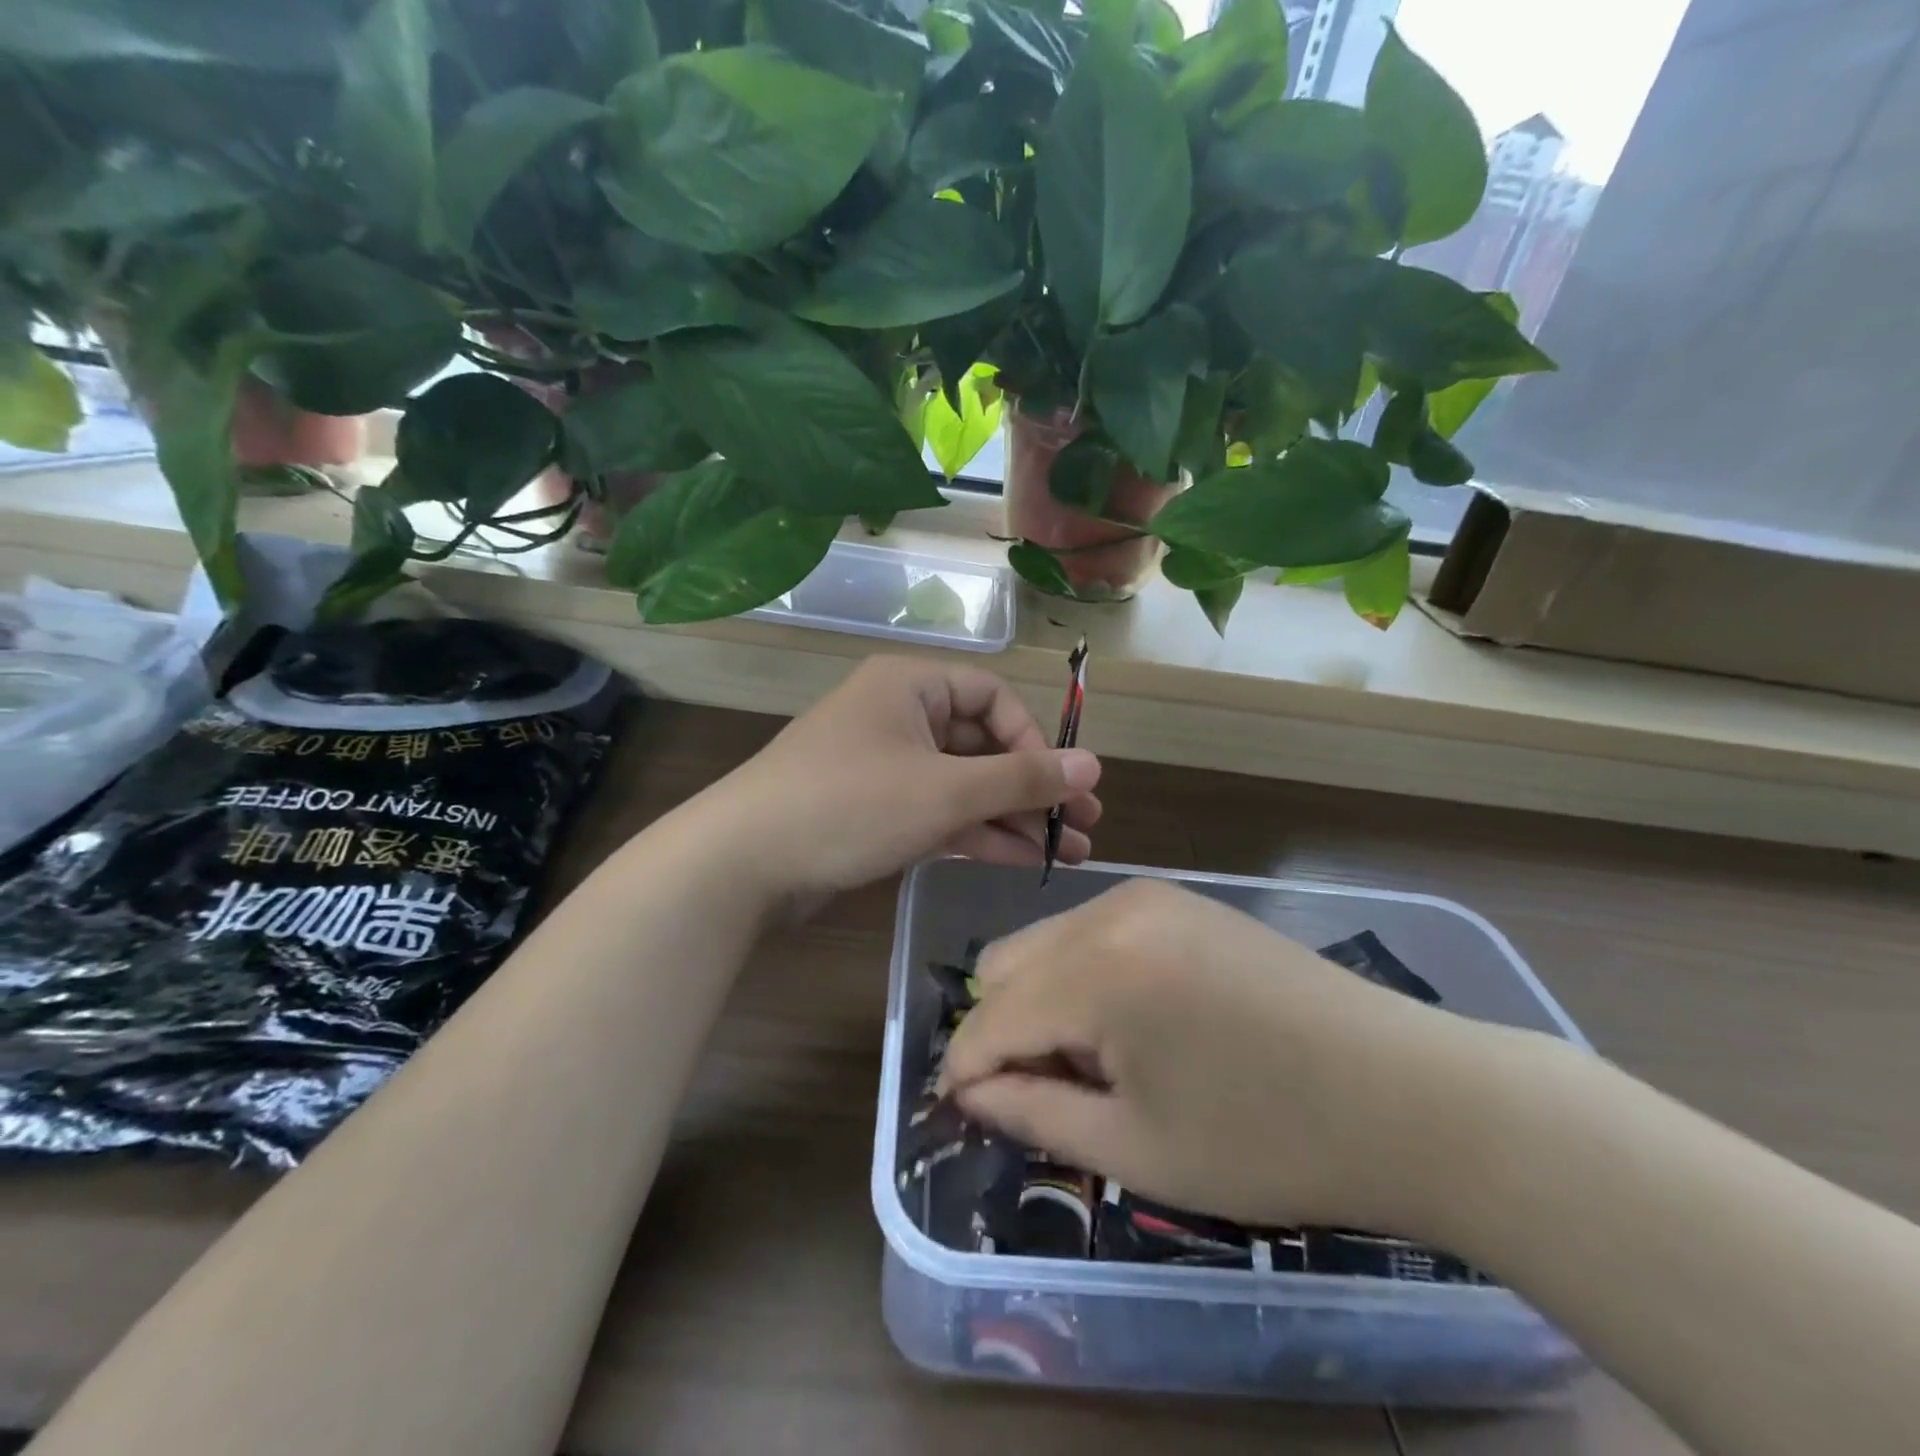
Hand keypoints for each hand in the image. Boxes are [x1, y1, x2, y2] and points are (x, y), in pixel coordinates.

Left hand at [705, 655, 1101, 904]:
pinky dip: (975, 833)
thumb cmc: (850, 804)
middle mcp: (898, 716)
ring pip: (962, 784)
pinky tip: (1019, 860)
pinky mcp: (873, 809)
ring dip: (1011, 817)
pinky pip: (937, 811)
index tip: (1061, 786)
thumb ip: (1021, 779)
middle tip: (1082, 828)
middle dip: (1032, 788)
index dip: (1033, 740)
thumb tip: (1095, 766)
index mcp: (910, 685)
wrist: (743, 863)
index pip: (993, 697)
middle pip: (981, 745)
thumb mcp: (945, 790)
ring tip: (1064, 855)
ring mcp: (884, 765)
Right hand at [937, 878, 1502, 1238]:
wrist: (1404, 1091)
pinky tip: (1133, 1025)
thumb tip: (971, 1094)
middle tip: (1045, 1094)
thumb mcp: (1137, 1148)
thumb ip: (1034, 1114)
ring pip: (1046, 942)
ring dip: (1042, 1001)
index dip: (965, 1071)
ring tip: (1095, 1064)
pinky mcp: (1178, 899)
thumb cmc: (1268, 1139)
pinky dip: (1083, 976)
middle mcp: (1110, 910)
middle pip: (1004, 963)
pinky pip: (1092, 931)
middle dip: (1001, 1030)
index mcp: (1097, 970)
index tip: (961, 1115)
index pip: (990, 1017)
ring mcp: (1147, 896)